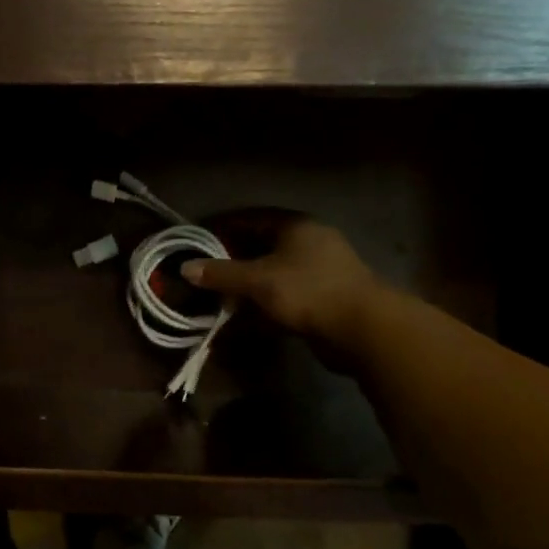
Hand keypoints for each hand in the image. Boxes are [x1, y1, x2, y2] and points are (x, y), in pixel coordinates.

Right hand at [183, 219, 379, 342]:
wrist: (363, 329)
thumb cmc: (307, 292)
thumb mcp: (257, 281)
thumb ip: (221, 274)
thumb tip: (185, 268)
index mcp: (295, 226)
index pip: (251, 218)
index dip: (223, 228)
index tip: (198, 240)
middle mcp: (309, 242)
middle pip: (262, 245)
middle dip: (233, 260)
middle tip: (205, 272)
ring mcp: (320, 271)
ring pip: (273, 273)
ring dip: (248, 285)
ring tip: (220, 297)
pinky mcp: (325, 298)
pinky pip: (285, 294)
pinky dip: (264, 303)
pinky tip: (245, 317)